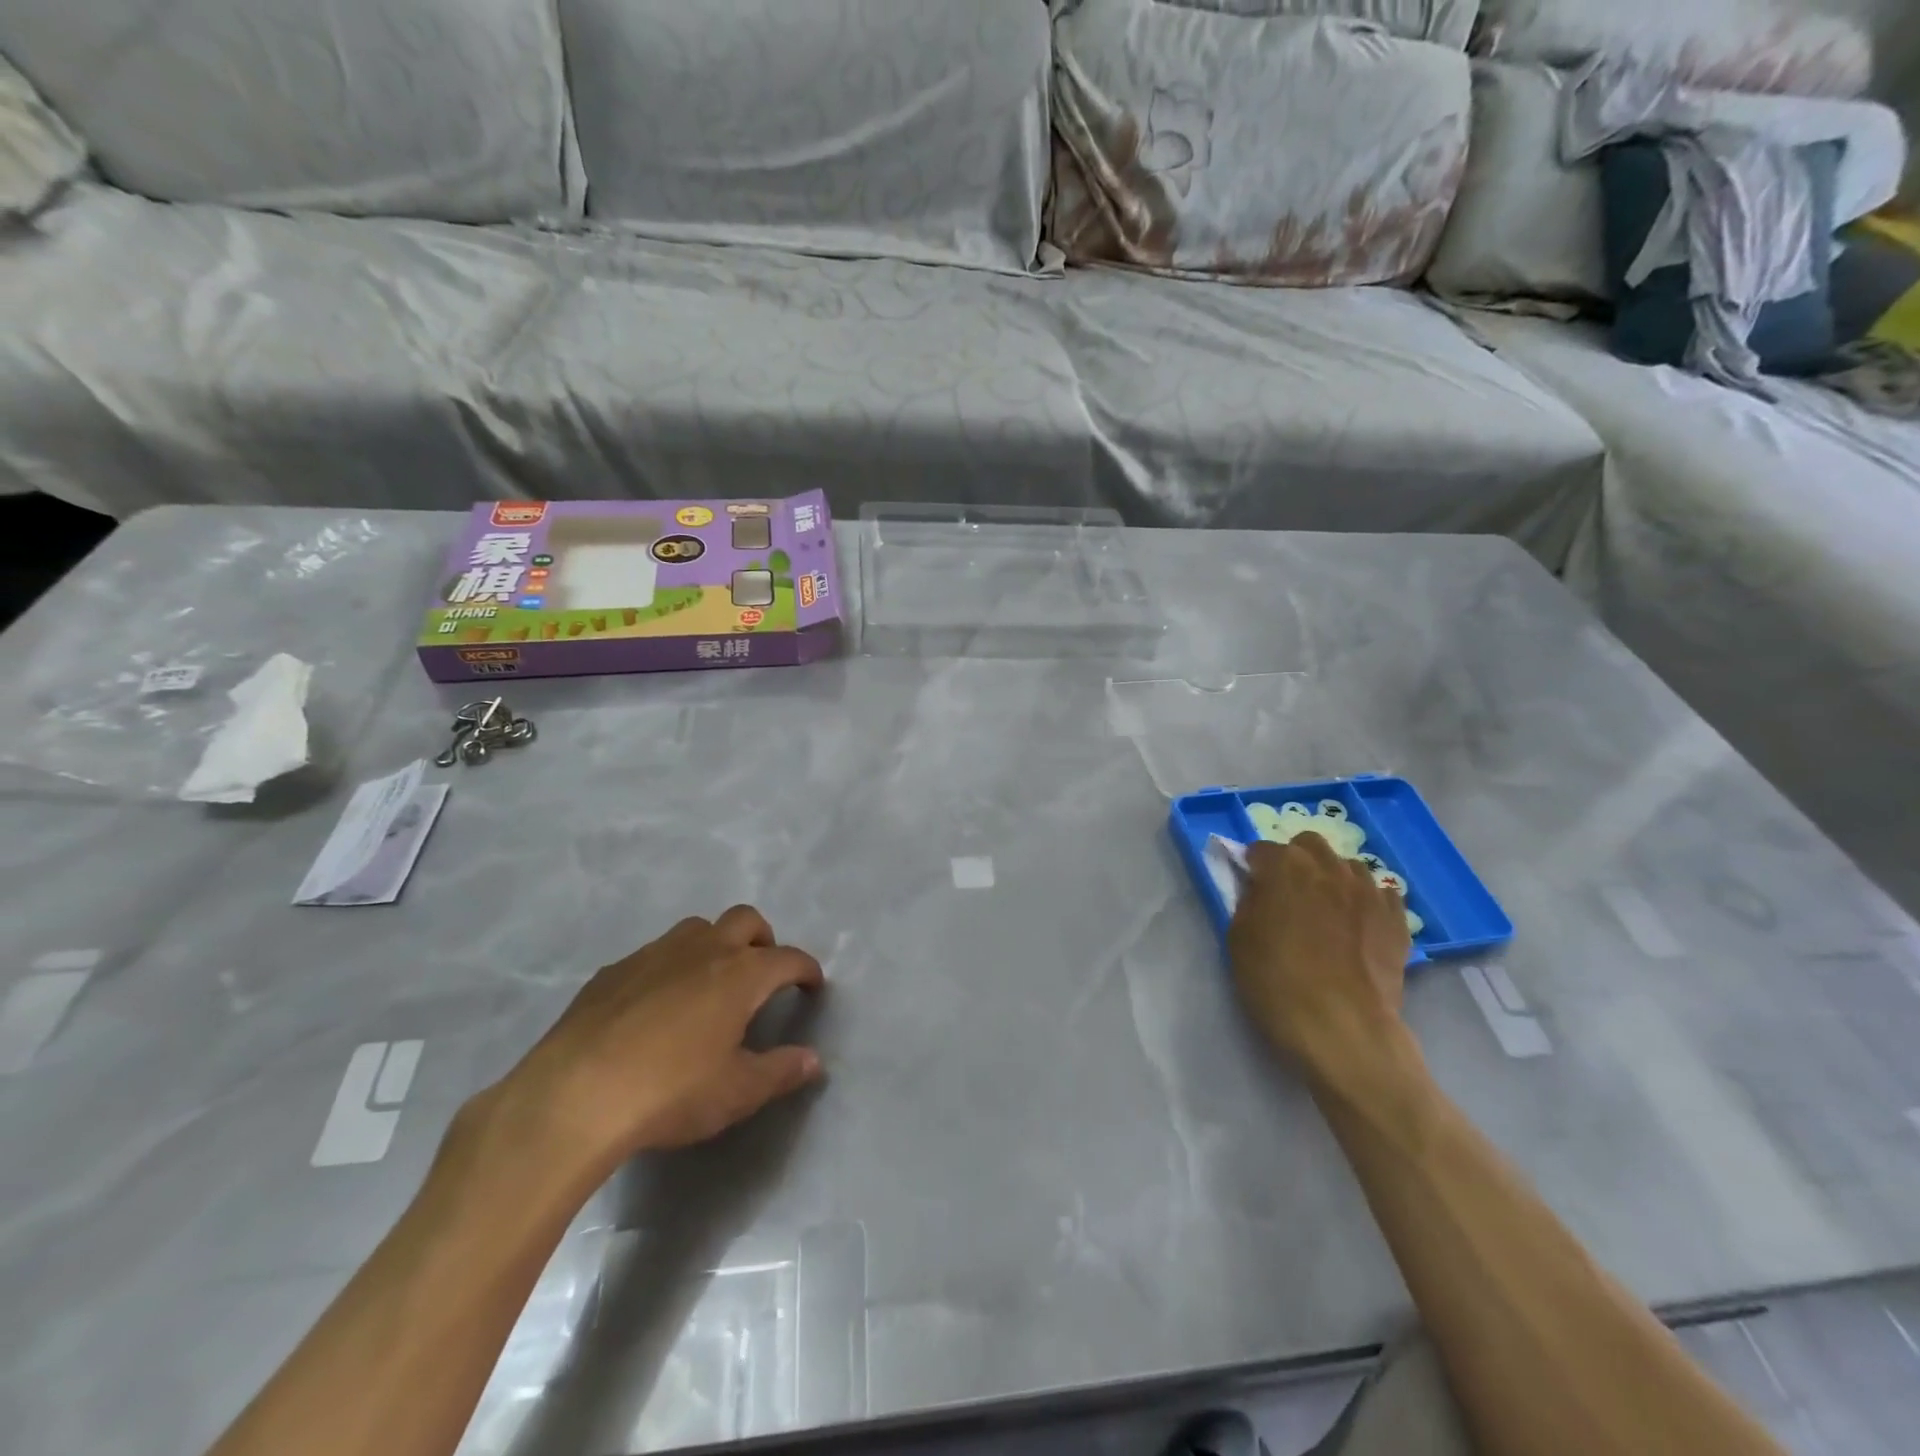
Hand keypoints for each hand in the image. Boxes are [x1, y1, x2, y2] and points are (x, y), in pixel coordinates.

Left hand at [477, 905, 825, 1182]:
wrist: (574, 1096)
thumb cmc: (670, 1092)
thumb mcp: (736, 1092)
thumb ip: (781, 1071)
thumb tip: (814, 1060)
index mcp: (741, 974)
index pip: (788, 958)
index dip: (806, 968)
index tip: (812, 984)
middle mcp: (703, 950)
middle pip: (745, 920)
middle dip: (763, 938)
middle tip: (763, 971)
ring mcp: (654, 954)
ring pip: (697, 928)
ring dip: (715, 944)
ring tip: (711, 982)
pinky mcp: (613, 970)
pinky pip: (654, 954)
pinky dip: (670, 966)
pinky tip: (656, 1005)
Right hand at [1228, 831, 1410, 1084]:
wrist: (1342, 1028)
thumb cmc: (1277, 982)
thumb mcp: (1239, 939)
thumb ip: (1248, 901)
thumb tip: (1257, 888)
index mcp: (1285, 866)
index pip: (1262, 850)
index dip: (1253, 867)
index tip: (1249, 887)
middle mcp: (1329, 867)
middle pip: (1310, 845)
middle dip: (1296, 859)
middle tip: (1286, 892)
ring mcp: (1369, 891)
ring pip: (1348, 866)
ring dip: (1333, 877)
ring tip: (1325, 908)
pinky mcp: (1397, 919)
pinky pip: (1383, 894)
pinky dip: (1367, 900)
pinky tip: (1359, 922)